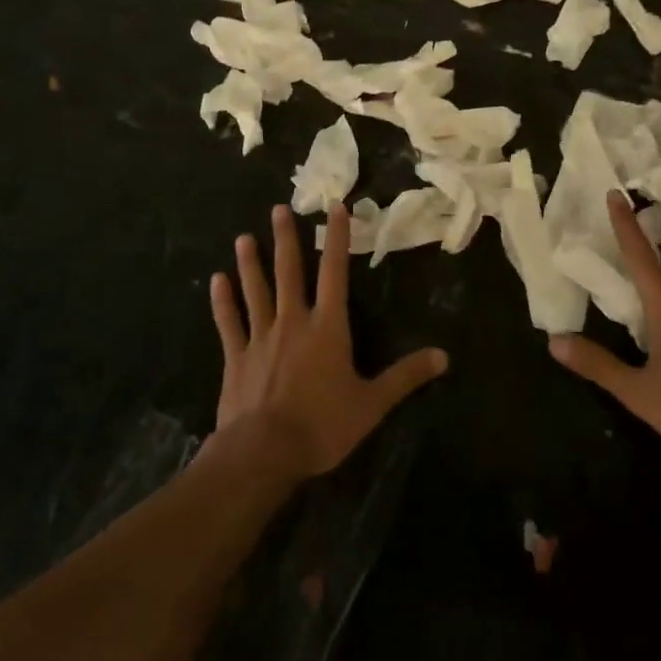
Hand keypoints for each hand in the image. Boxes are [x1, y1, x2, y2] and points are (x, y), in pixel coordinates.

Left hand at [210, 203, 448, 479]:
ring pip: (256, 291)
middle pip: (290, 273)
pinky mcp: (236, 358)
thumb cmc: (323, 425)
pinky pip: (228, 323)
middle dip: (286, 239)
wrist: (265, 452)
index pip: (335, 273)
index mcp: (328, 327)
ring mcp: (261, 337)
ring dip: (250, 264)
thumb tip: (444, 356)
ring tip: (243, 238)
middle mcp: (293, 322)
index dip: (338, 239)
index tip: (336, 208)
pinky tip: (216, 281)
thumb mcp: (372, 403)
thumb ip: (405, 377)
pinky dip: (223, 301)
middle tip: (279, 209)